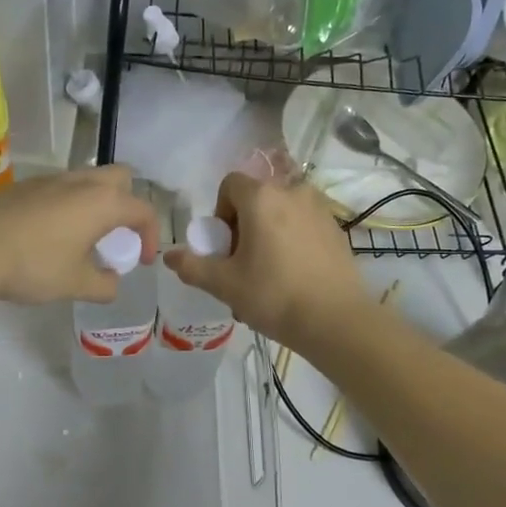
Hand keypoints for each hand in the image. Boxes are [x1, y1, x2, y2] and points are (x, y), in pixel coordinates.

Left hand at [0, 166, 159, 305]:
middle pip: (121, 178)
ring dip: (96, 204)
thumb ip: (103, 285)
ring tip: (84, 238)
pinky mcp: (26, 186)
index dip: (151, 236)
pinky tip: (51, 235)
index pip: (143, 210)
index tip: (143, 260)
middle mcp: (81, 183)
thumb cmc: (33, 264)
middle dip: (128, 204)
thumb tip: (112, 283)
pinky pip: (61, 188)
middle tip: (116, 236)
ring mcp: (51, 180)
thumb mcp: (75, 284)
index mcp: (103, 203)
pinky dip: (70, 205)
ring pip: (88, 180)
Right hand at [163, 172, 366, 346]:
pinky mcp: (337, 228)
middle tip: (243, 264)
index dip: (220, 213)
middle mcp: (293, 192)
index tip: (225, 246)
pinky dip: (292, 241)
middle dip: (243, 226)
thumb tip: (168, 255)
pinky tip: (294, 276)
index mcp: (262, 198)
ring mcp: (319, 209)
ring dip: (268, 234)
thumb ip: (192, 266)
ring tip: (269, 273)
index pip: (230, 185)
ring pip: (281, 213)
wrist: (337, 321)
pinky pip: (303, 225)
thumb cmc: (274, 296)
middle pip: (256, 199)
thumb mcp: (224, 284)